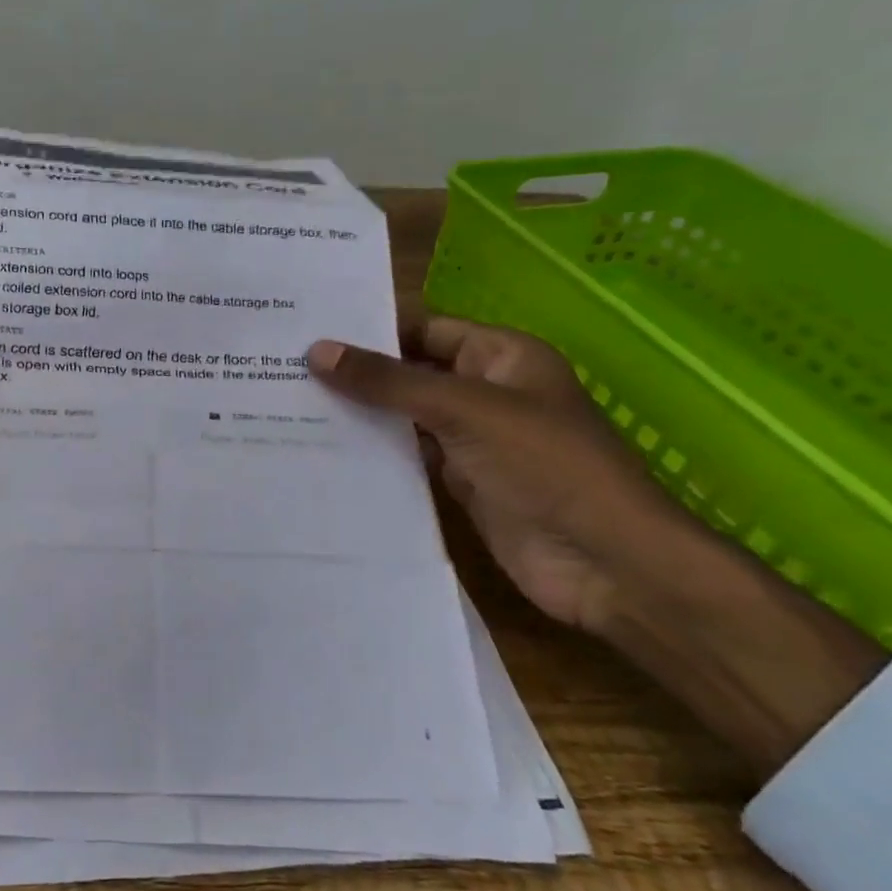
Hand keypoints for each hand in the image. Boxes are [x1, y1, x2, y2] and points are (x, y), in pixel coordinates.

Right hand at [307, 318, 886, 776]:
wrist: (607, 563)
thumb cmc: (547, 466)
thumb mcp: (464, 410)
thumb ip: (389, 382)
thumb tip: (318, 350)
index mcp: (500, 356)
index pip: (424, 329)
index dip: (371, 327)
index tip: (309, 327)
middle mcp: (484, 391)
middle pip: (410, 372)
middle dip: (357, 372)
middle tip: (284, 365)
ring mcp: (472, 440)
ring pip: (405, 416)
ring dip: (360, 413)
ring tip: (288, 403)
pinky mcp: (459, 482)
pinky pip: (408, 457)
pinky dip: (373, 452)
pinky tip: (323, 448)